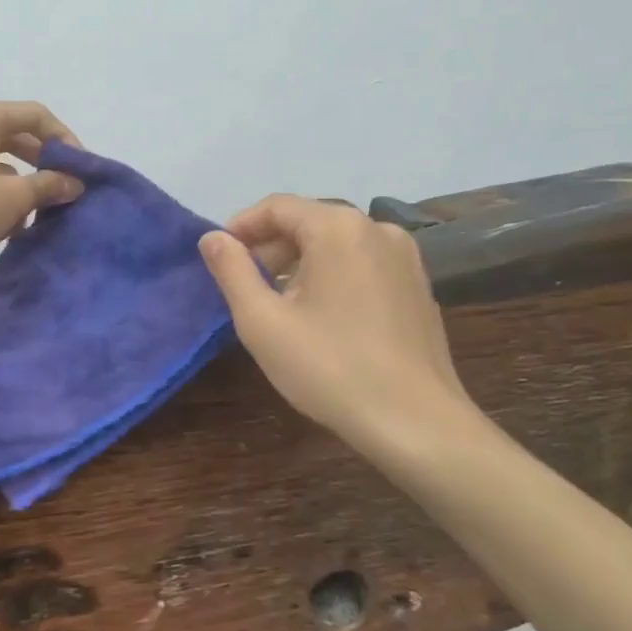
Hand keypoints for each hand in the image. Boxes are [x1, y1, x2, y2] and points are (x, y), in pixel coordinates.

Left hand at [0, 99, 85, 281]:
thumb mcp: (13, 198)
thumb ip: (49, 185)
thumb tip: (75, 183)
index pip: (38, 116)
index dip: (66, 140)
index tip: (83, 171)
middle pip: (20, 135)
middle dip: (46, 164)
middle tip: (68, 190)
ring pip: (1, 159)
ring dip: (25, 183)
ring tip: (43, 211)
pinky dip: (1, 193)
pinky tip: (13, 223)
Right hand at [197, 195, 473, 453]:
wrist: (417, 424)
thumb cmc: (330, 368)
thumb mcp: (262, 321)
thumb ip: (231, 271)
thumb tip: (212, 238)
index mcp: (338, 227)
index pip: (276, 207)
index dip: (240, 227)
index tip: (218, 256)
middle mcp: (377, 228)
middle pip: (309, 222)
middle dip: (270, 248)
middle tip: (244, 286)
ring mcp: (405, 256)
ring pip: (337, 244)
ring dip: (300, 264)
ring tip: (279, 305)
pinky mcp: (419, 285)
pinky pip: (363, 265)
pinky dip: (334, 276)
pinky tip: (322, 317)